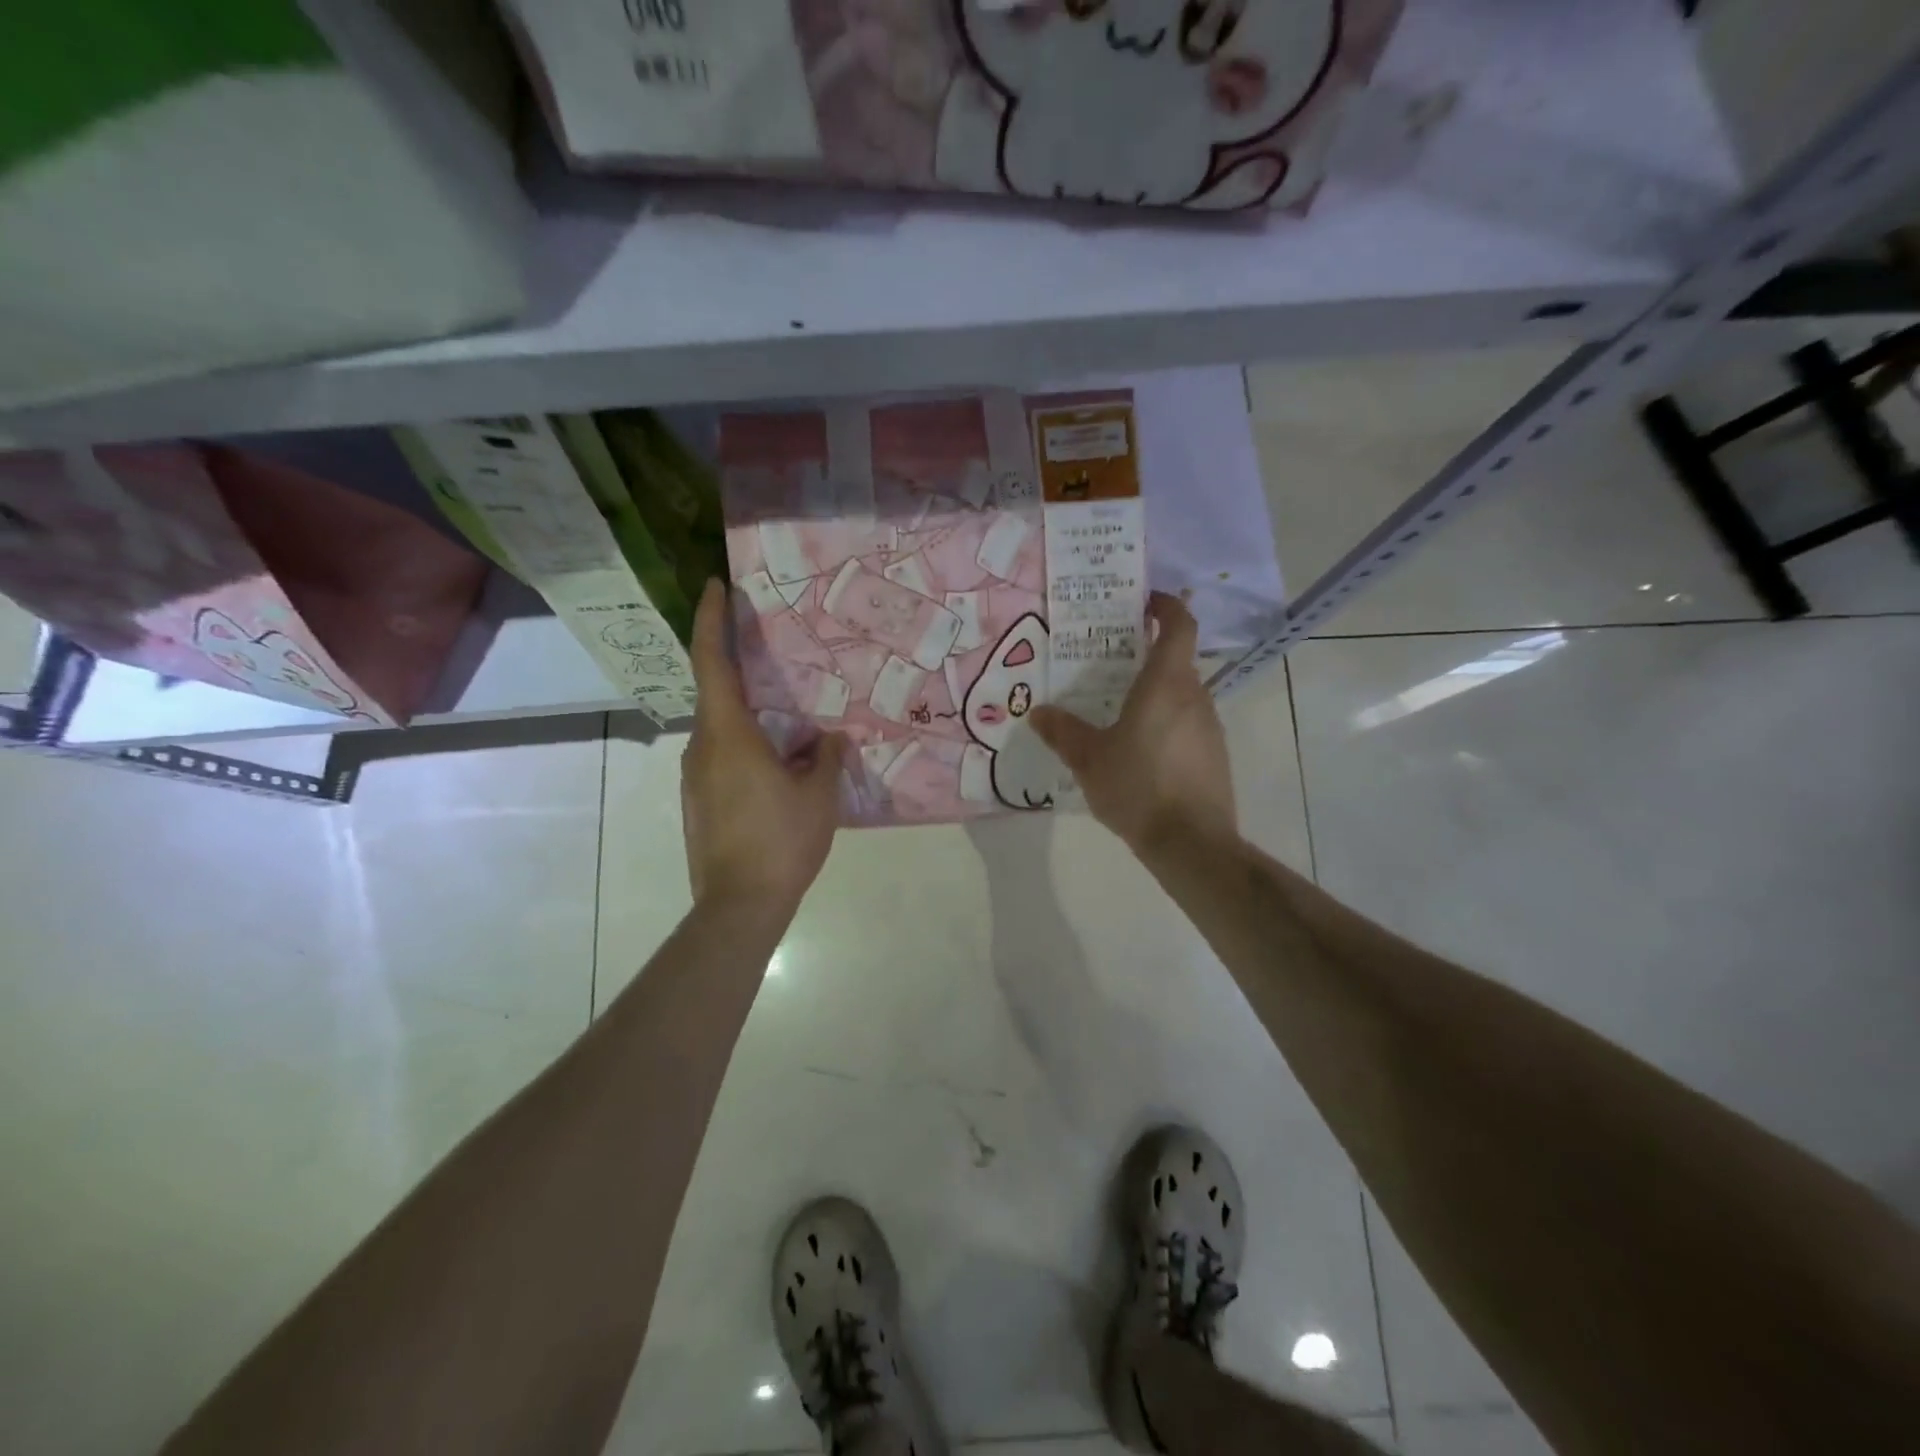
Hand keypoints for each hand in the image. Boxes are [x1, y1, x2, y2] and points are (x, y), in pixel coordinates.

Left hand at [682, 580, 843, 912]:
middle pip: (715, 693)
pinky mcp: (697, 801)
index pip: (710, 661)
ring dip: (749, 716)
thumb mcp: (818, 795)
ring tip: (788, 722)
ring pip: (721, 729)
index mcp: (728, 732)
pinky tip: (777, 766)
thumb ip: (826, 758)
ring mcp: (694, 776)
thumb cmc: (781, 840)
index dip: (710, 619)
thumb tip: (830, 740)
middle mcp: (701, 746)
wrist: (738, 906)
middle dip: (739, 669)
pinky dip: (746, 747)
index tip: (715, 586)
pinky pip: (722, 757)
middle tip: (774, 656)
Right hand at [1030, 593, 1235, 857]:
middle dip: (1147, 653)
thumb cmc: (1137, 787)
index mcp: (1166, 684)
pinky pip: (1188, 723)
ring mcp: (1210, 726)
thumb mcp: (1088, 759)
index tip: (1144, 601)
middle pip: (1177, 660)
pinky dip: (1166, 721)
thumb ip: (1062, 732)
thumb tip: (1038, 712)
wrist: (1191, 842)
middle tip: (1111, 660)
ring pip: (1182, 694)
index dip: (1165, 606)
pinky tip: (1141, 749)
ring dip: (1156, 692)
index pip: (1179, 626)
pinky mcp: (1214, 754)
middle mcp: (1195, 696)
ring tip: (1119, 708)